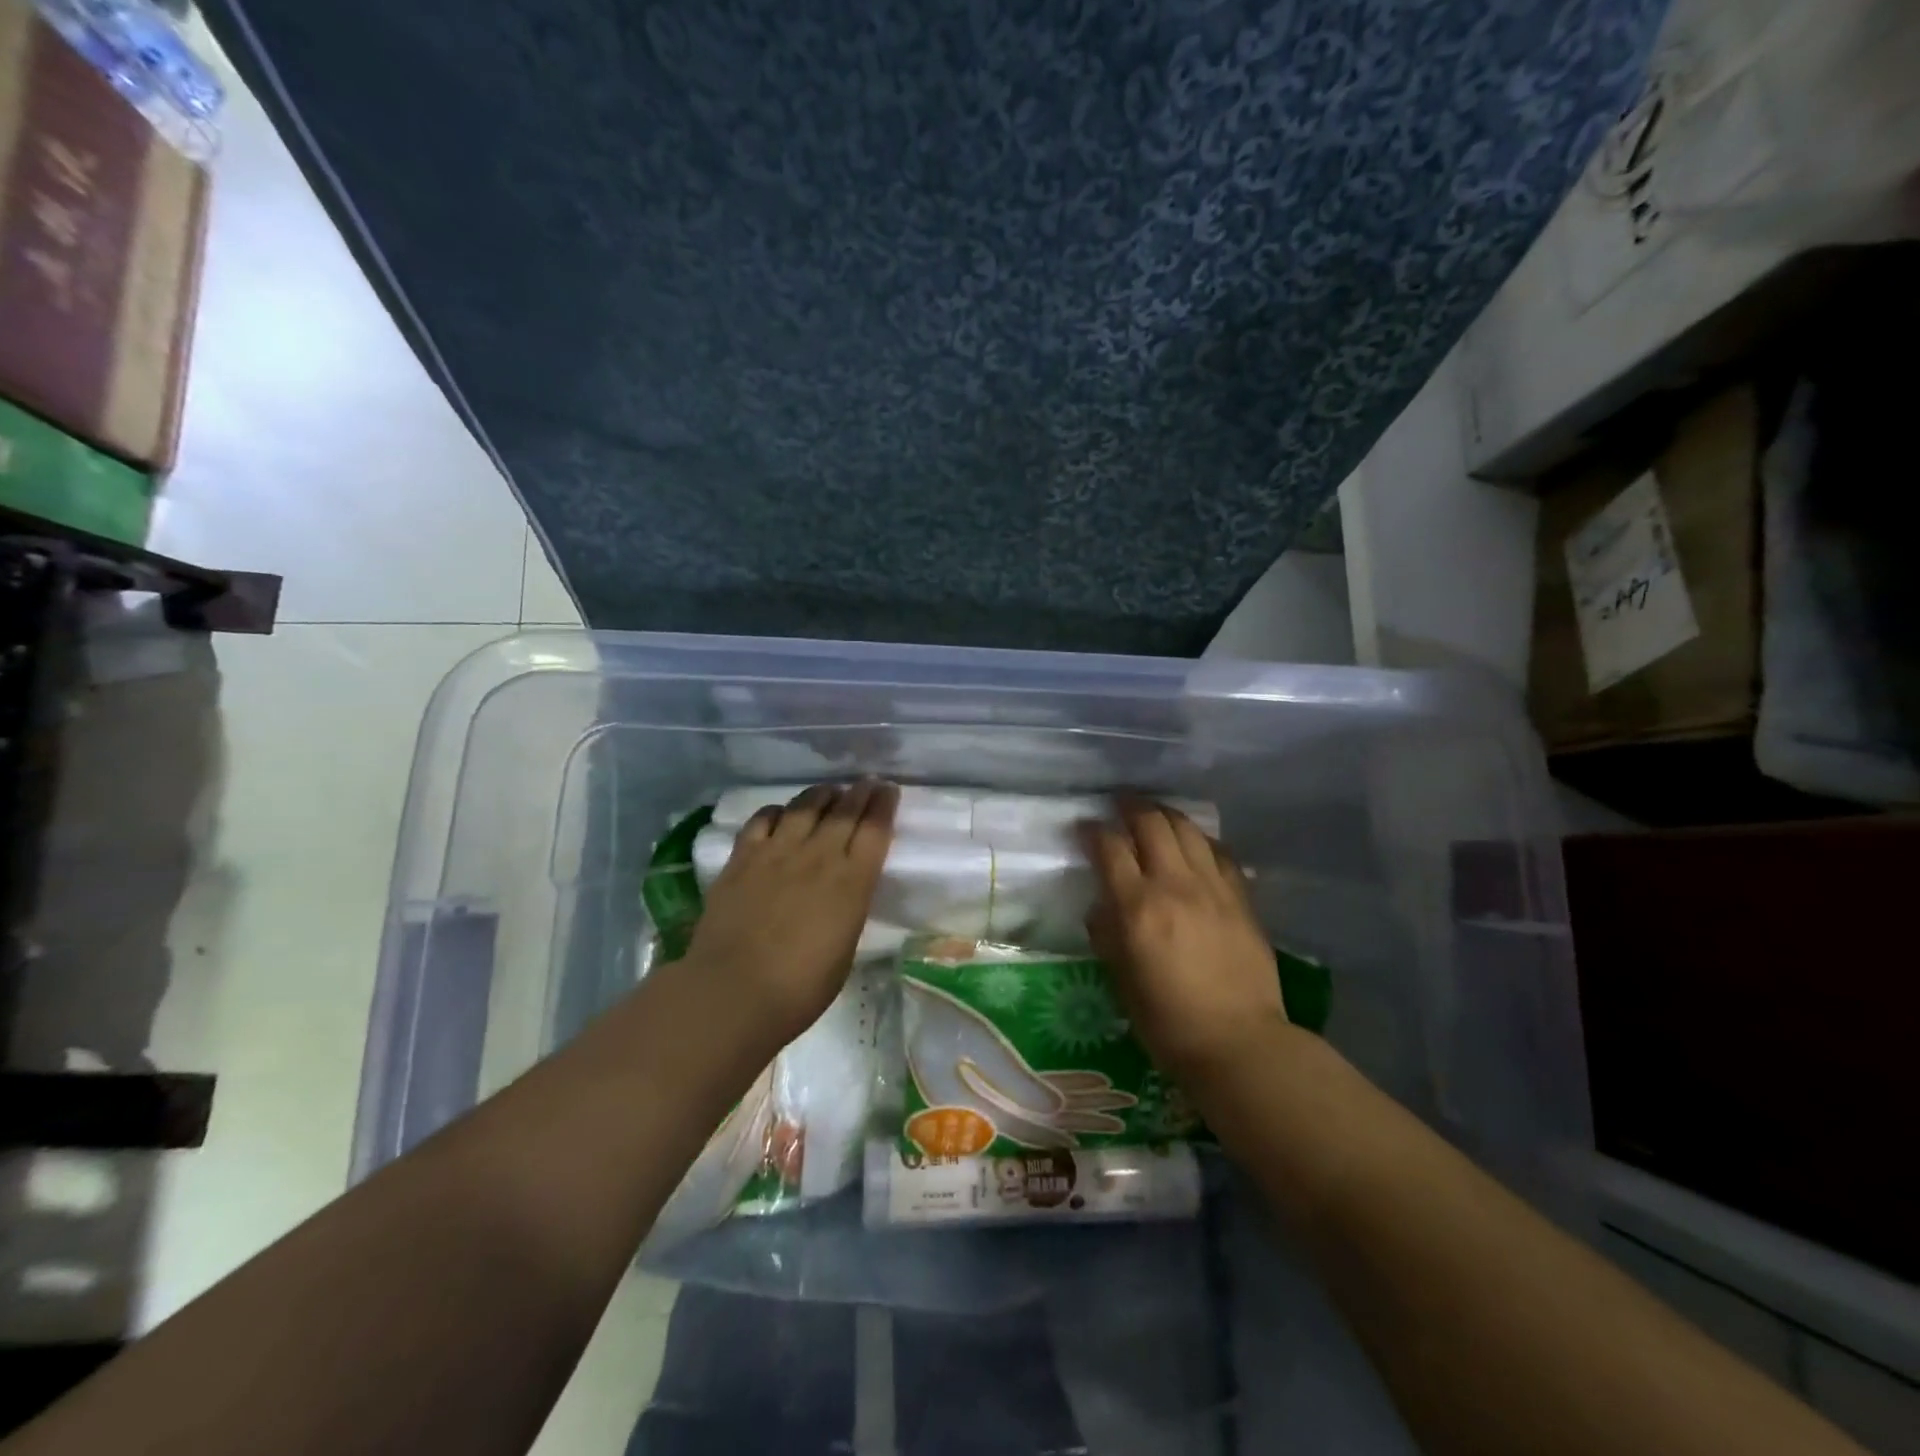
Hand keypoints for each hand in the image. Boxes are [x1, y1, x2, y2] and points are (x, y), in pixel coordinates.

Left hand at [682, 780, 897, 1044]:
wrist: (734, 992)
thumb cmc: (801, 987)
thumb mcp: (845, 947)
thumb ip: (848, 907)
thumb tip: (844, 890)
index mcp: (852, 882)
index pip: (875, 829)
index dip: (884, 805)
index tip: (888, 791)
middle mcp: (818, 856)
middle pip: (844, 810)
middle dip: (860, 792)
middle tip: (867, 783)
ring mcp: (777, 852)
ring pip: (805, 806)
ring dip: (822, 795)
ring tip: (829, 792)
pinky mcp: (742, 857)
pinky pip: (763, 819)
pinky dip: (778, 811)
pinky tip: (782, 813)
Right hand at [1079, 796, 1286, 1080]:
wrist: (1239, 1042)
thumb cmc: (1167, 1021)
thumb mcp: (1120, 980)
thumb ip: (1107, 933)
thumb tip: (1103, 905)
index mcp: (1137, 907)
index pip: (1110, 848)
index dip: (1092, 830)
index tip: (1083, 827)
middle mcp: (1174, 885)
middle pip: (1151, 823)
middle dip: (1130, 806)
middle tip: (1118, 805)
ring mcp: (1212, 887)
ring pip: (1187, 829)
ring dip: (1165, 814)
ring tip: (1153, 814)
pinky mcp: (1241, 897)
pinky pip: (1218, 851)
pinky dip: (1200, 839)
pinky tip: (1194, 843)